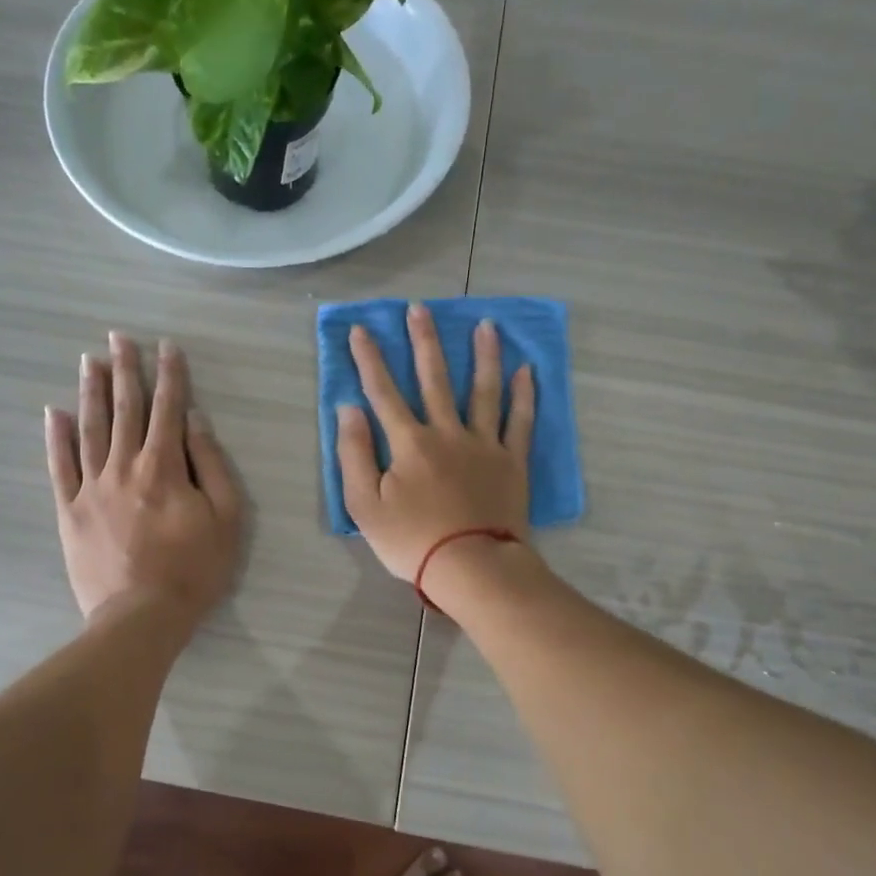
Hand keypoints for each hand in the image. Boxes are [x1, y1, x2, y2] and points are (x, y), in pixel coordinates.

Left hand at [45, 333, 243, 625]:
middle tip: (118, 337)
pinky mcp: (69, 510)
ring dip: (90, 391)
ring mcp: (91, 487)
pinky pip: (59, 466)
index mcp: (164, 467)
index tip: (166, 346)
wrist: (141, 616)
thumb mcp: (225, 518)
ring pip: (89, 428)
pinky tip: (54, 412)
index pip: (169, 409)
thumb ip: (211, 466)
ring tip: (89, 361)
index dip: (170, 375)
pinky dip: (56, 437)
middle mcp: (124, 466)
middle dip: (125, 370)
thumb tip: (195, 421)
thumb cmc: (194, 570)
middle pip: (125, 409)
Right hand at [336, 303, 533, 581]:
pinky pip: (519, 422)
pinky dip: (524, 395)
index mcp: (408, 442)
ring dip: (483, 355)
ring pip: (483, 390)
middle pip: (434, 378)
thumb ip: (353, 454)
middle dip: (424, 341)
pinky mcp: (511, 462)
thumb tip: (348, 409)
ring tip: (486, 324)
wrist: (472, 567)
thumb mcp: (364, 505)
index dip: (369, 360)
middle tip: (420, 308)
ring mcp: (483, 444)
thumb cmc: (412, 541)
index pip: (383, 392)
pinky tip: (526, 370)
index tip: (361, 330)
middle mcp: (447, 432)